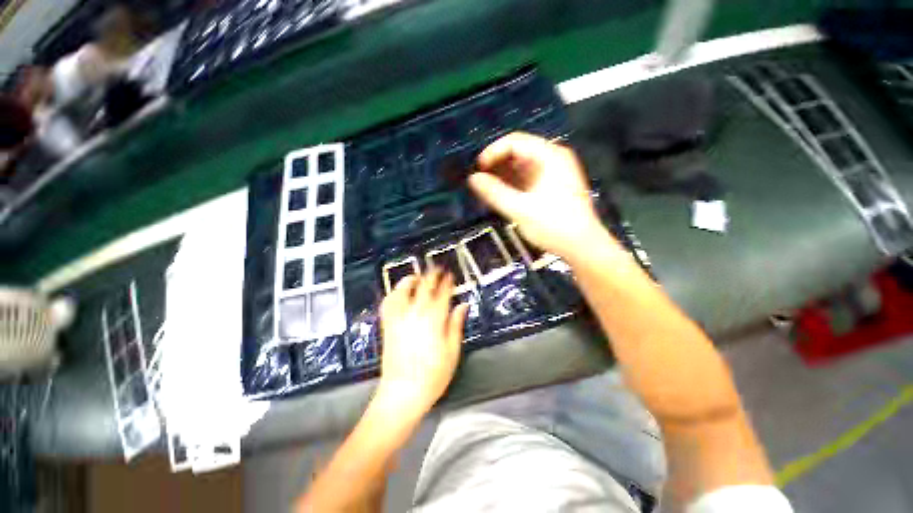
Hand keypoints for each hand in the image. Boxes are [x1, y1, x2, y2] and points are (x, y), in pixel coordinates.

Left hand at [376, 270, 468, 416]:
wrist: (403, 393)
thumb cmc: (433, 374)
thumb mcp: (452, 350)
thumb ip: (456, 324)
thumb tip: (463, 305)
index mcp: (434, 319)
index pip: (442, 293)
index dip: (447, 282)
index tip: (450, 275)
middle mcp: (415, 313)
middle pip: (424, 287)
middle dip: (432, 275)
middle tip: (437, 269)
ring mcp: (399, 318)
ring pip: (402, 290)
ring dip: (410, 280)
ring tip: (417, 276)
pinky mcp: (388, 325)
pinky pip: (388, 304)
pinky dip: (393, 294)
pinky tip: (398, 293)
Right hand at [470, 132, 605, 259]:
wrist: (582, 247)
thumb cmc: (553, 226)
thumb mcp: (520, 210)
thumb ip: (495, 193)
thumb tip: (473, 179)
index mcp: (549, 156)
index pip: (515, 141)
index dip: (493, 152)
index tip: (478, 170)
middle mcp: (553, 158)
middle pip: (518, 152)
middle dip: (496, 165)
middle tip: (480, 181)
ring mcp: (554, 172)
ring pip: (521, 166)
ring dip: (503, 176)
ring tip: (487, 190)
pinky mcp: (552, 186)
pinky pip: (527, 178)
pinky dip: (513, 184)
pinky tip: (501, 195)